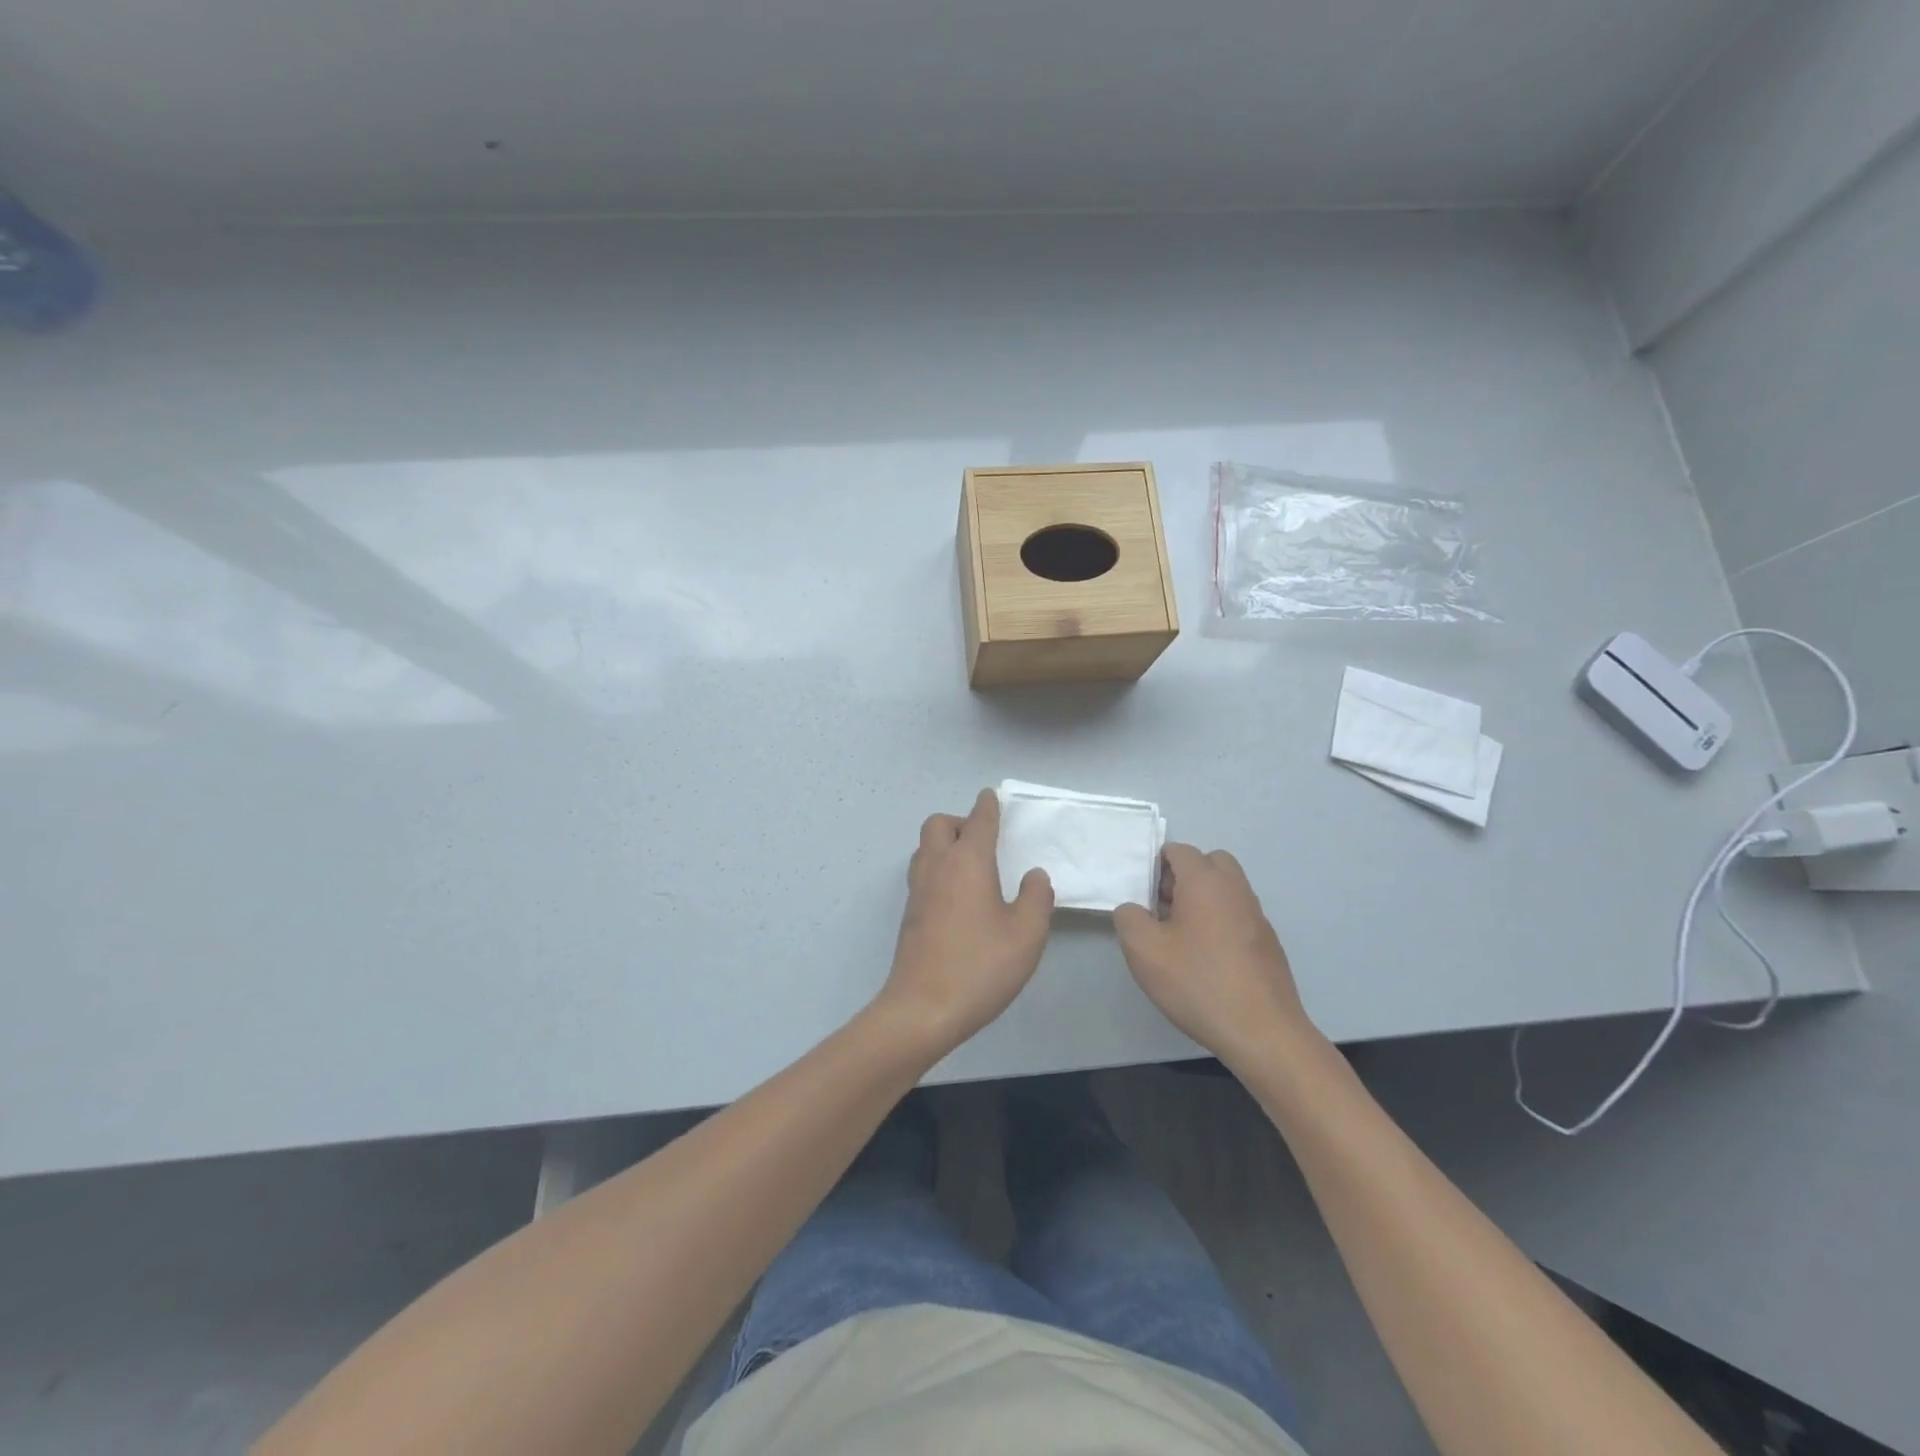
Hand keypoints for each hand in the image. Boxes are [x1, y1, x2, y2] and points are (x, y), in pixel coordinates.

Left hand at [874, 789, 1053, 1055]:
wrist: (922, 1009)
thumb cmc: (980, 966)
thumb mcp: (1026, 934)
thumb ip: (1036, 898)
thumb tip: (1034, 876)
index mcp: (967, 861)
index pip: (978, 819)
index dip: (988, 805)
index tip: (993, 798)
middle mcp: (937, 866)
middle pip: (939, 824)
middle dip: (961, 821)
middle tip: (985, 841)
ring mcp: (918, 890)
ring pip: (925, 847)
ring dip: (945, 844)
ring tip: (973, 867)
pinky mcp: (909, 914)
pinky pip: (923, 872)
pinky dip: (938, 868)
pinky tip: (959, 896)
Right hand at [1113, 844, 1314, 1066]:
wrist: (1262, 1032)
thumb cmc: (1197, 982)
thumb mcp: (1143, 949)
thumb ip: (1128, 917)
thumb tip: (1134, 909)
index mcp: (1206, 881)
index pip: (1178, 850)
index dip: (1155, 866)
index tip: (1142, 895)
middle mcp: (1236, 889)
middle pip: (1208, 863)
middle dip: (1183, 877)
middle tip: (1162, 910)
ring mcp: (1257, 916)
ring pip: (1225, 890)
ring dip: (1202, 901)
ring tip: (1180, 938)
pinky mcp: (1268, 944)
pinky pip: (1238, 916)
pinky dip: (1220, 923)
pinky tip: (1205, 960)